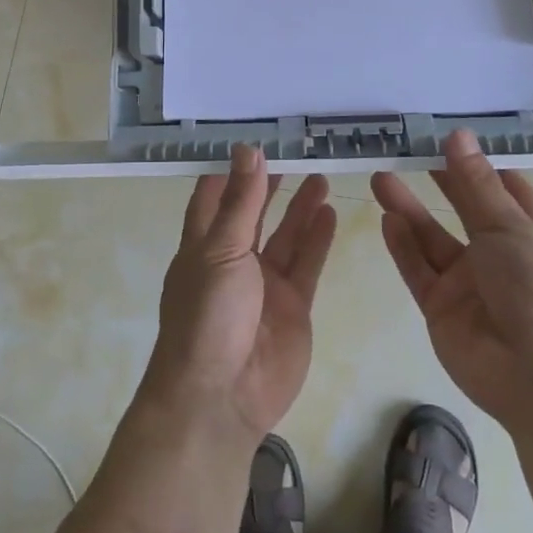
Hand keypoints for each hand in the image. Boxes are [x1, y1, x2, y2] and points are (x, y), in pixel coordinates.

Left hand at [141, 146, 338, 449]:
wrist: (223, 395)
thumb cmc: (208, 315)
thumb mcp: (220, 251)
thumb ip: (239, 202)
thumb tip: (248, 150)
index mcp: (202, 245)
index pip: (213, 196)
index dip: (229, 169)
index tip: (251, 137)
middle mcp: (231, 260)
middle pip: (252, 213)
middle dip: (269, 184)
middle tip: (294, 150)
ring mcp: (264, 284)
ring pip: (285, 235)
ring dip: (300, 206)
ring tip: (319, 173)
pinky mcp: (293, 305)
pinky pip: (307, 263)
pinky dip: (317, 238)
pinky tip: (330, 211)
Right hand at [371, 130, 532, 439]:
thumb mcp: (509, 227)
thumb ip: (475, 184)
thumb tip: (458, 134)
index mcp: (528, 231)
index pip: (502, 189)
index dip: (477, 164)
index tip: (447, 137)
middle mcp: (497, 254)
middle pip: (462, 209)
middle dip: (437, 181)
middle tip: (403, 151)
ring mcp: (467, 283)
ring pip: (432, 239)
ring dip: (408, 210)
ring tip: (379, 177)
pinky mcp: (441, 308)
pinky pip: (418, 271)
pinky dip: (403, 246)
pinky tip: (386, 219)